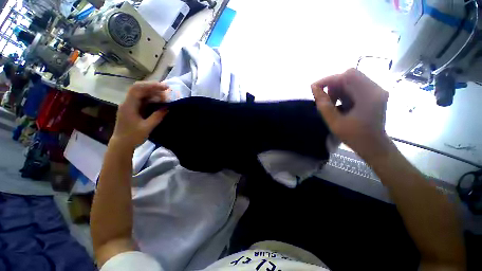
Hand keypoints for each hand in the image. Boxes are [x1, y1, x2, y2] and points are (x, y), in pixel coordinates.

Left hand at [111, 81, 168, 148]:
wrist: (122, 144)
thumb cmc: (133, 136)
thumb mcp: (147, 127)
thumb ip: (157, 116)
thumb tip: (167, 108)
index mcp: (129, 105)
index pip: (138, 89)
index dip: (152, 85)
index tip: (165, 88)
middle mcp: (128, 102)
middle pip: (140, 89)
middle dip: (154, 88)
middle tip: (167, 91)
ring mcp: (130, 106)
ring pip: (142, 94)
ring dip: (154, 94)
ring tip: (165, 98)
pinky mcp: (133, 109)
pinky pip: (142, 101)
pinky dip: (151, 100)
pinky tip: (159, 102)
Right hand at [311, 69, 389, 159]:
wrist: (374, 146)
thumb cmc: (355, 137)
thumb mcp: (335, 123)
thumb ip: (324, 105)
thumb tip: (314, 88)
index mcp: (369, 96)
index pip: (347, 76)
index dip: (328, 79)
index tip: (314, 88)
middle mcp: (375, 89)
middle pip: (350, 75)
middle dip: (333, 85)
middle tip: (325, 99)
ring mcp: (376, 91)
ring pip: (351, 80)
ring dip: (337, 89)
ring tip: (332, 104)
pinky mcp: (373, 94)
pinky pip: (354, 86)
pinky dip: (343, 92)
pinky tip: (339, 104)